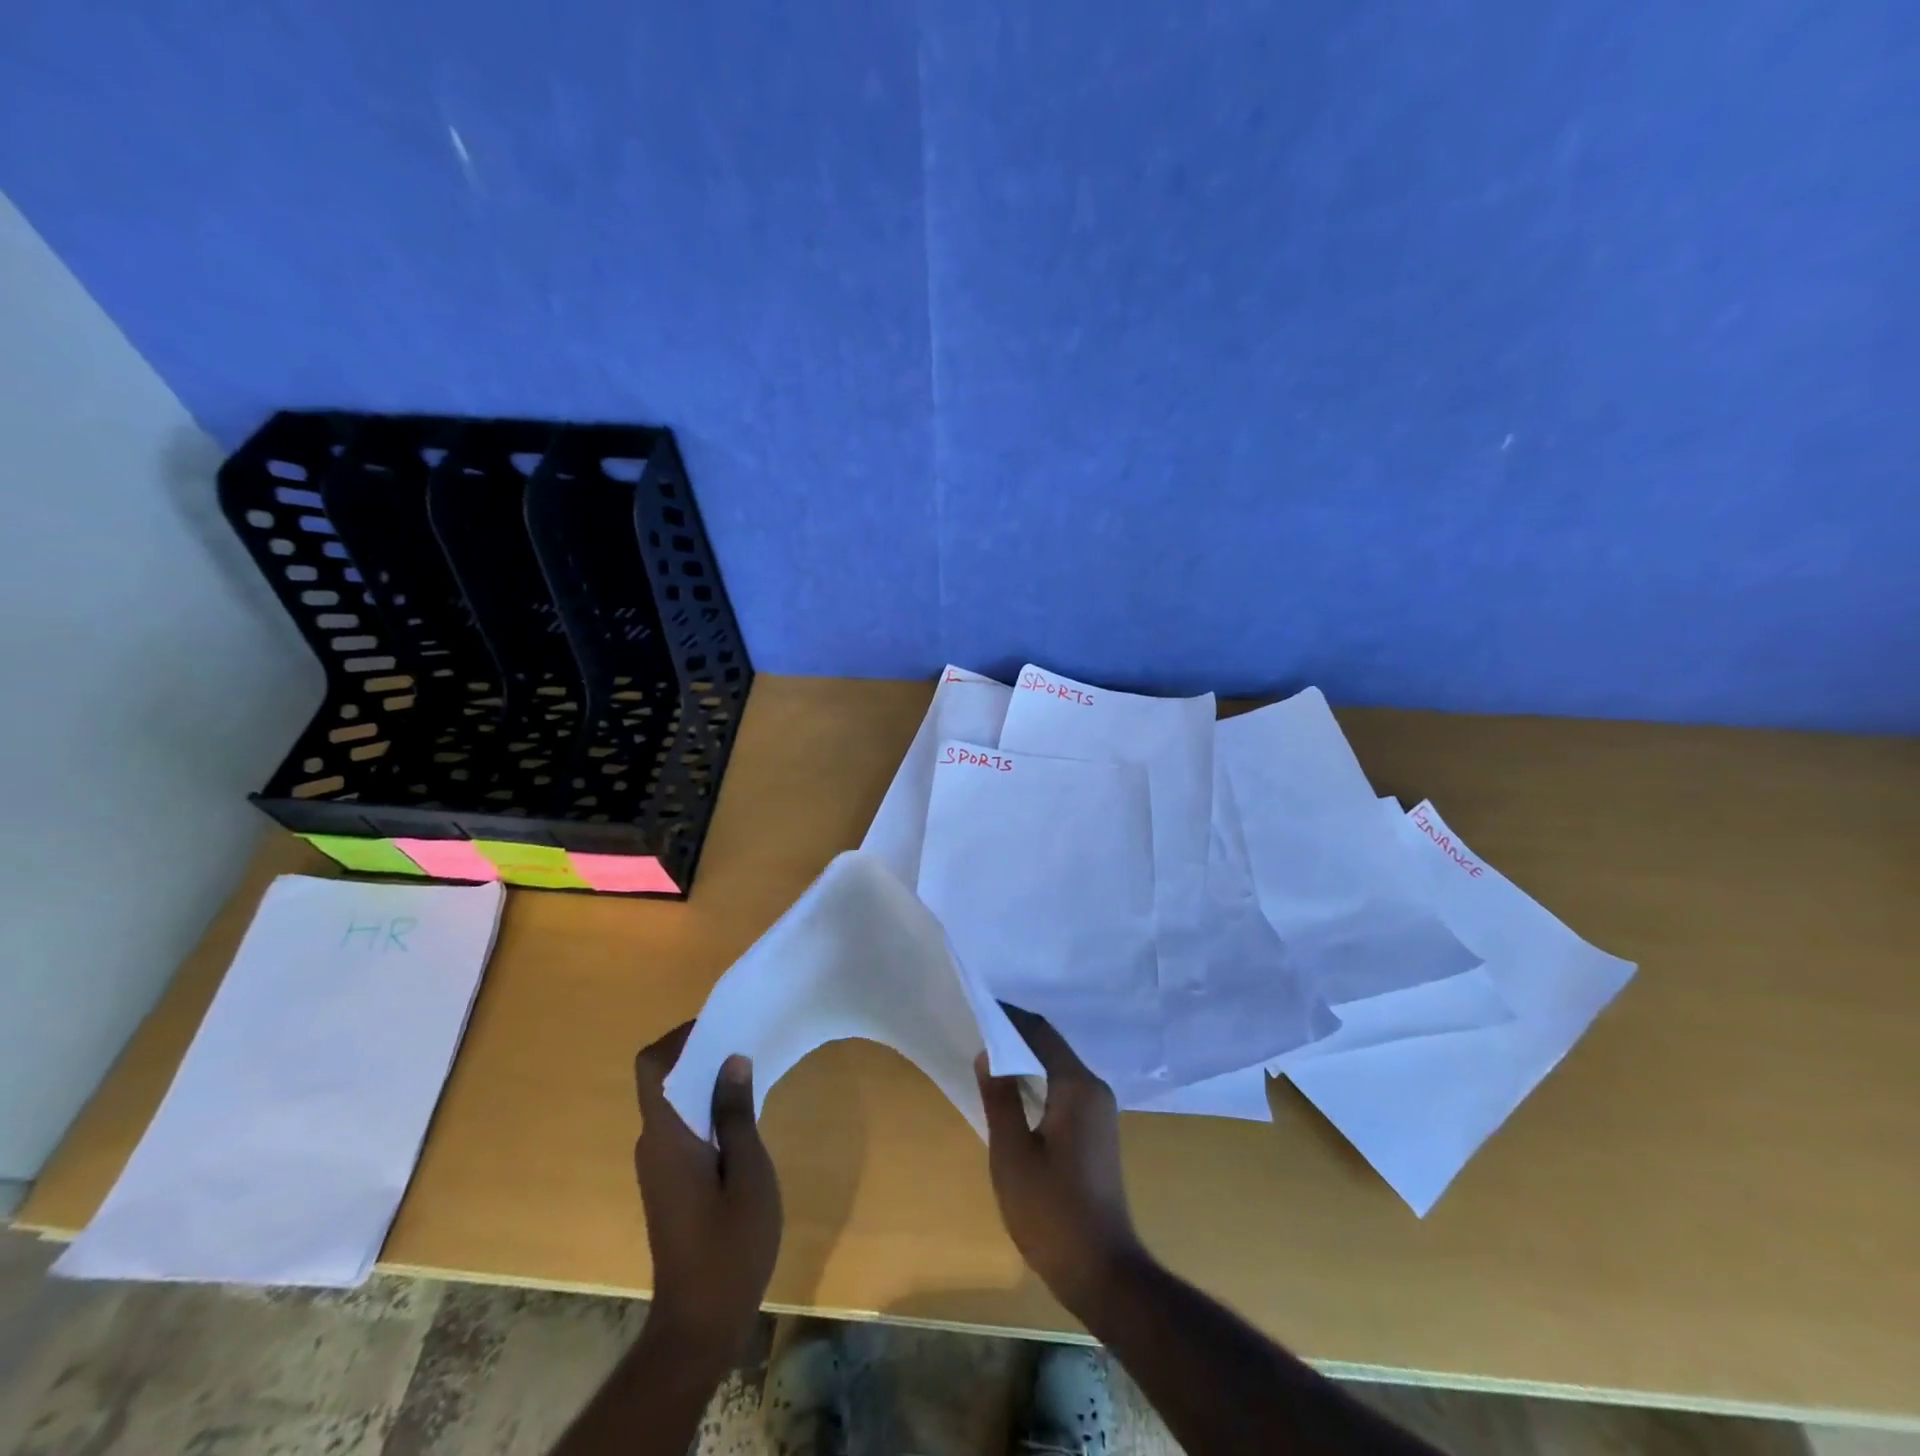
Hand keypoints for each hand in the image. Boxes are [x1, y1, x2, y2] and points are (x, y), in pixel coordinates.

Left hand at [632, 1022, 781, 1371]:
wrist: (701, 1322)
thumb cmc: (730, 1244)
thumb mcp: (748, 1172)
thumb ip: (736, 1113)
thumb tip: (731, 1060)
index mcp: (667, 1136)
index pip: (651, 1066)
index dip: (680, 1037)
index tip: (722, 1025)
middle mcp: (653, 1144)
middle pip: (663, 1079)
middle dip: (700, 1053)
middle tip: (746, 1040)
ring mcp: (659, 1166)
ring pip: (674, 1103)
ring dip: (706, 1081)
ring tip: (751, 1071)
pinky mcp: (670, 1183)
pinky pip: (683, 1127)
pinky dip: (707, 1109)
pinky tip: (743, 1115)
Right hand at [974, 1005, 1145, 1316]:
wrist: (1102, 1272)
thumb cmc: (1051, 1211)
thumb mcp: (1012, 1154)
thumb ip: (1000, 1099)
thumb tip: (987, 1054)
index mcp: (1077, 1086)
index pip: (1040, 1032)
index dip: (1008, 1017)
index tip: (977, 1008)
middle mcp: (1094, 1089)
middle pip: (1051, 1047)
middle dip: (1014, 1037)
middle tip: (975, 1033)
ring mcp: (1099, 1112)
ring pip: (1057, 1069)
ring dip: (1025, 1061)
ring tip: (986, 1061)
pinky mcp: (1096, 1132)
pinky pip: (1064, 1091)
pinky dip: (1037, 1084)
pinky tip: (1012, 1097)